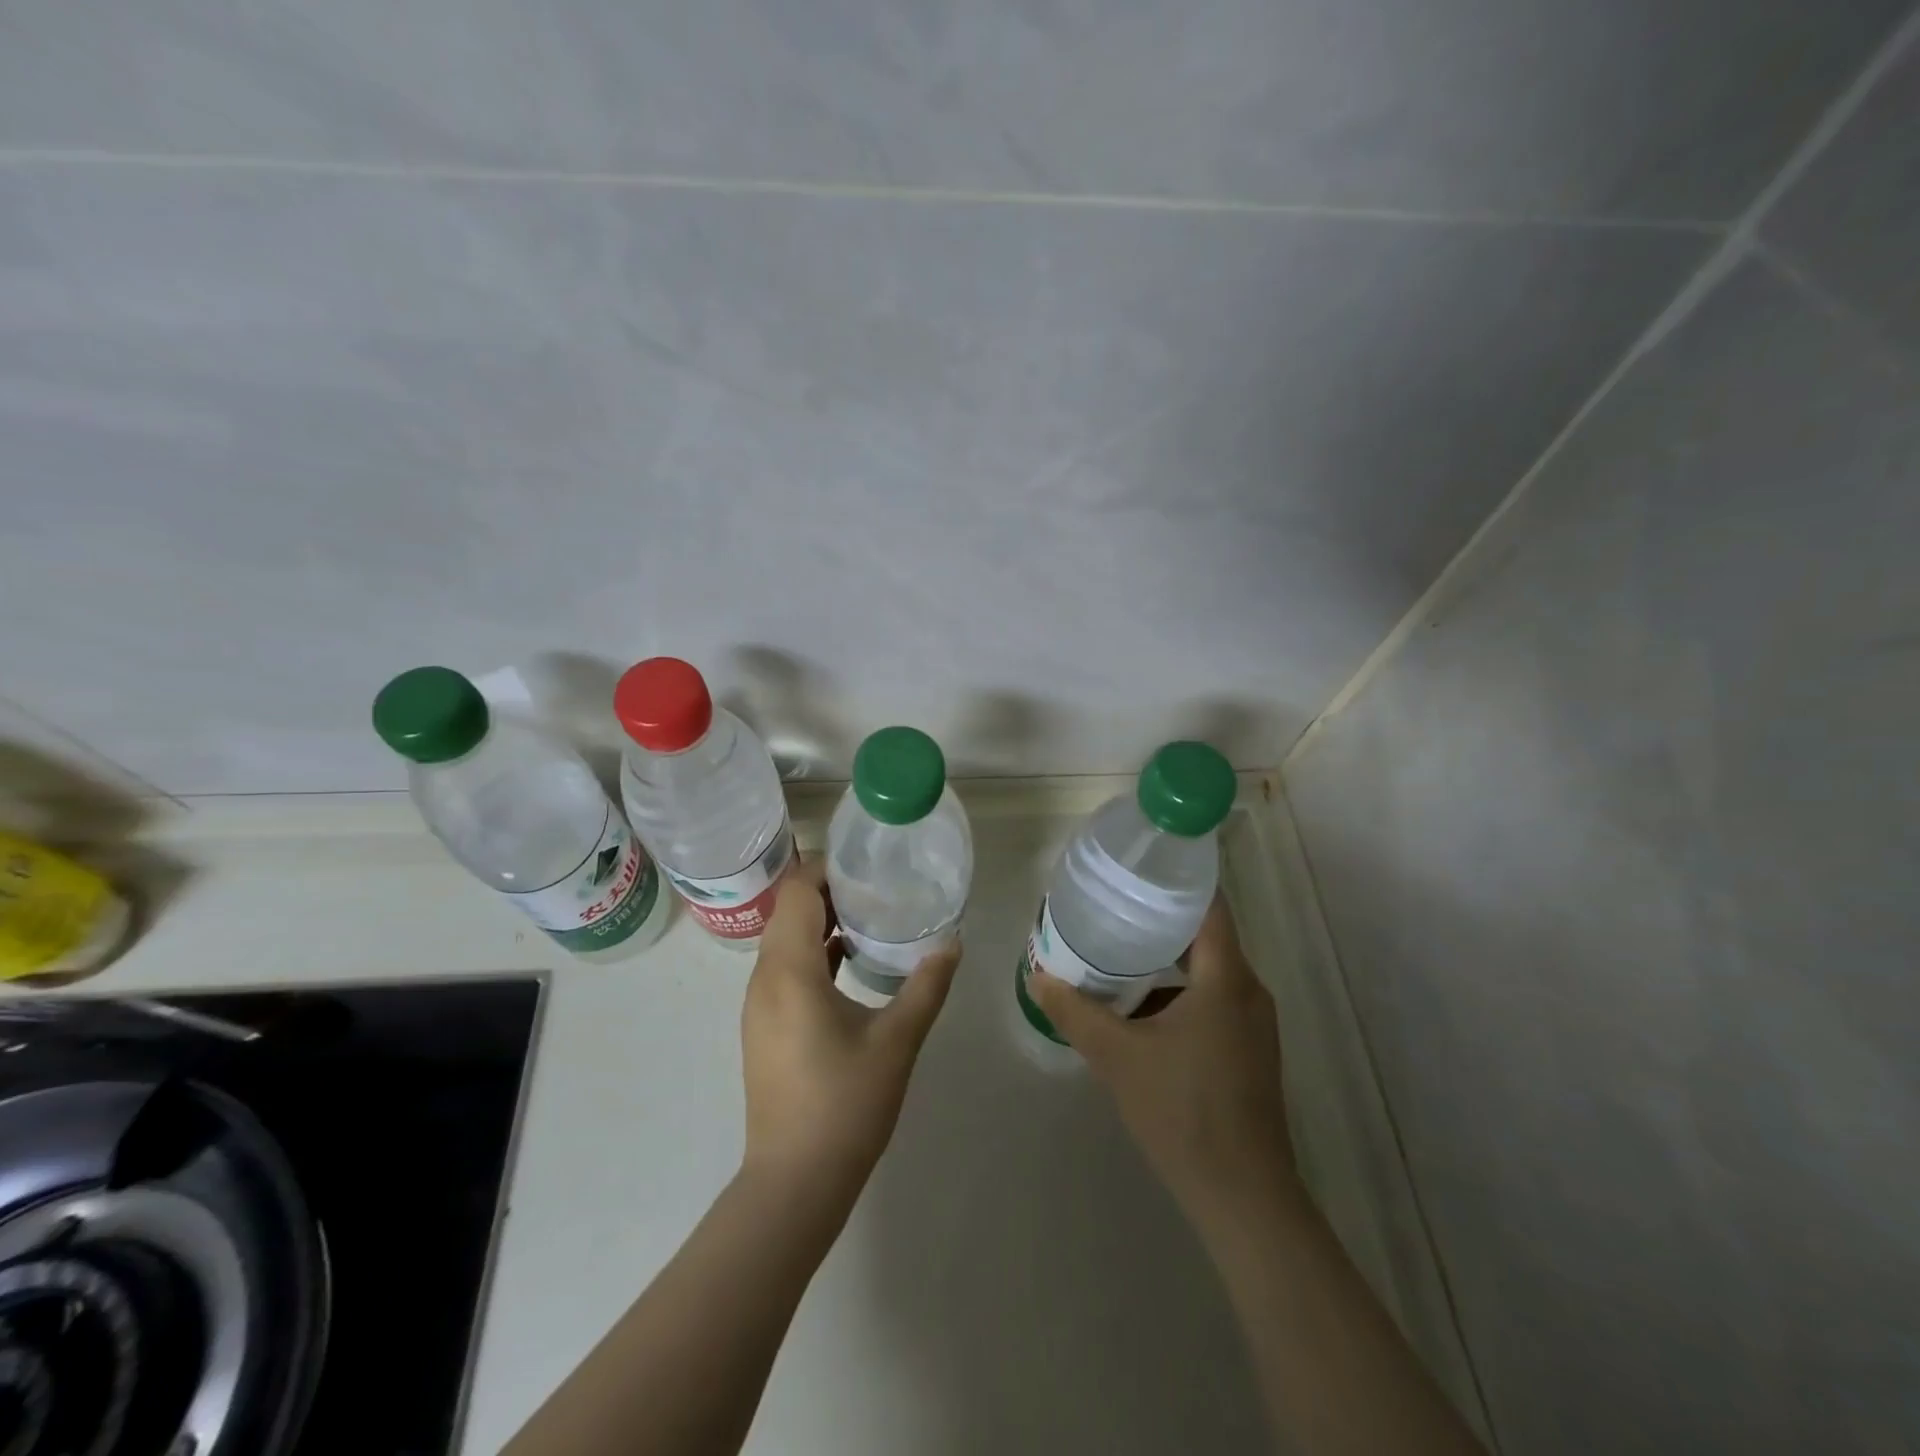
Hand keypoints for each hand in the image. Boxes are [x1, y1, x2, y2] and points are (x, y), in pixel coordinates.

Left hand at [740, 855, 960, 1216]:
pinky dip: (814, 953)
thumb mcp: (897, 1041)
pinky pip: (785, 968)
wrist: (793, 1183)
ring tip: (871, 918)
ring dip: (822, 922)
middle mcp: (764, 978)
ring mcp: (759, 1005)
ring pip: (785, 940)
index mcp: (789, 971)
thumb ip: (927, 986)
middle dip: (829, 891)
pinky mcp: (764, 1027)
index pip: (796, 891)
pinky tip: (852, 963)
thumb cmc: (845, 1105)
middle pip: (788, 910)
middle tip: (878, 887)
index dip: (826, 868)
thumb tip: (953, 943)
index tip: (867, 864)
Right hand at [1027, 895, 1295, 1225]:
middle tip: (1113, 907)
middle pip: (1205, 936)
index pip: (1210, 907)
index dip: (1179, 881)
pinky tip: (1140, 1007)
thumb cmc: (1182, 1111)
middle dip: (1159, 920)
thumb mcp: (1117, 1056)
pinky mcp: (1249, 1050)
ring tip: (1117, 951)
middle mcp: (1248, 991)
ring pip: (1208, 972)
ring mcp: (1253, 1024)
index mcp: (1226, 979)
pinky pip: (1212, 1001)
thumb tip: (1037, 975)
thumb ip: (1074, 1011)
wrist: (1242, 1195)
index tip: (1140, 868)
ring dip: (1166, 960)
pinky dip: (1178, 993)